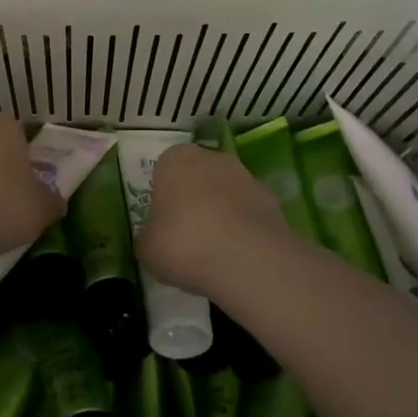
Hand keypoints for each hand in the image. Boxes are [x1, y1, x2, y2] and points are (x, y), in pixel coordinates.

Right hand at [138, 144, 289, 296]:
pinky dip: (243, 227)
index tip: (163, 222)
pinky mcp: (270, 198)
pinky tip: (238, 255)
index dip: (163, 196)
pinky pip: (248, 211)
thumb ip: (148, 235)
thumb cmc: (184, 243)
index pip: (164, 169)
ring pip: (224, 192)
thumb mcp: (147, 247)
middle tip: (187, 235)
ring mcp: (245, 175)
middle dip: (193, 199)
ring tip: (215, 250)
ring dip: (220, 212)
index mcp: (174, 159)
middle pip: (196, 175)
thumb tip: (154, 237)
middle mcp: (210, 157)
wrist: (247, 259)